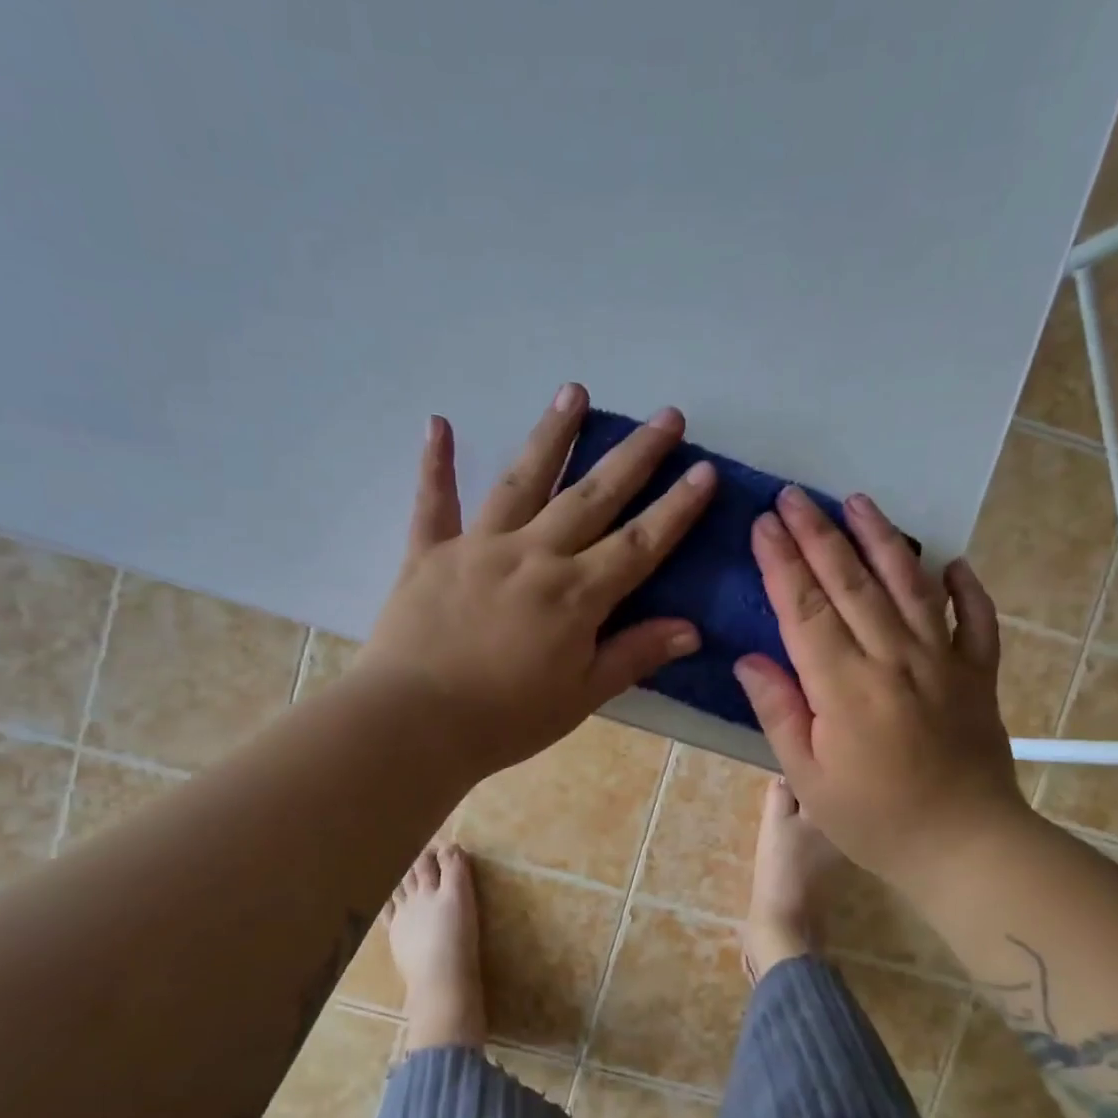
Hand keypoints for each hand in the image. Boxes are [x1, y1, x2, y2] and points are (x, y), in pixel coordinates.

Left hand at [360, 384, 716, 778]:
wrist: (413, 725)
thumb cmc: (505, 719)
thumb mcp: (581, 696)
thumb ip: (634, 655)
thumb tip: (691, 628)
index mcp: (575, 594)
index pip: (639, 543)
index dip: (675, 508)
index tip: (704, 470)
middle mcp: (533, 555)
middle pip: (592, 497)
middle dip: (634, 456)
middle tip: (665, 416)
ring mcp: (479, 547)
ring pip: (523, 481)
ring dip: (552, 435)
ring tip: (575, 392)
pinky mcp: (429, 553)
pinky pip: (433, 502)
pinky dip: (435, 464)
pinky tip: (437, 423)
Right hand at [732, 486, 1030, 887]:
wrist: (967, 848)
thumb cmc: (874, 820)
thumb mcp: (808, 778)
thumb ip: (779, 711)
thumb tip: (749, 659)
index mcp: (844, 686)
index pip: (804, 608)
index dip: (781, 561)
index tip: (763, 523)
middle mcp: (894, 658)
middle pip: (851, 583)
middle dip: (819, 534)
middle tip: (795, 495)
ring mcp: (943, 661)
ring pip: (910, 586)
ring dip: (881, 540)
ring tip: (858, 502)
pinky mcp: (978, 675)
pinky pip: (976, 619)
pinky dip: (966, 587)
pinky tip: (952, 562)